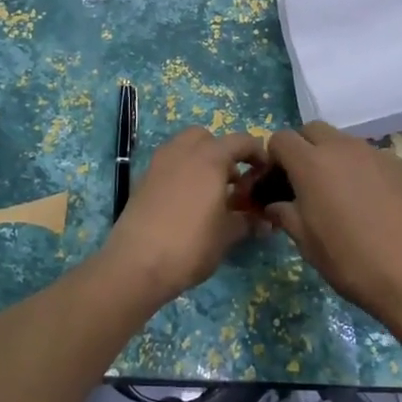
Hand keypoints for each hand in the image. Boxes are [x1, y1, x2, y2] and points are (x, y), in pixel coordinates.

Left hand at [100, 126, 265, 302]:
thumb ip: (247, 221)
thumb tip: (265, 222)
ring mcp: (159, 164)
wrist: (136, 263)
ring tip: (211, 192)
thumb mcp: (227, 235)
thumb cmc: (191, 245)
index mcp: (210, 158)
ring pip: (184, 148)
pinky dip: (181, 173)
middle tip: (233, 180)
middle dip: (222, 152)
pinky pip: (168, 165)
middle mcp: (183, 152)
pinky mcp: (142, 180)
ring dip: (200, 161)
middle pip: (207, 137)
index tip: (265, 173)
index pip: (241, 141)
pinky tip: (187, 203)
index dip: (257, 153)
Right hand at [262, 121, 401, 332]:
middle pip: (313, 130)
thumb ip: (286, 215)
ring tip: (341, 196)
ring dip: (334, 158)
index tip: (278, 182)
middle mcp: (343, 148)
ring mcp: (376, 154)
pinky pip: (372, 158)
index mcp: (312, 163)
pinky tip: (372, 204)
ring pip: (345, 143)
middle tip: (306, 184)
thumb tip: (275, 205)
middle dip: (303, 148)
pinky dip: (362, 171)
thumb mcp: (307, 243)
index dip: (274, 157)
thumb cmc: (351, 261)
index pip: (282, 139)